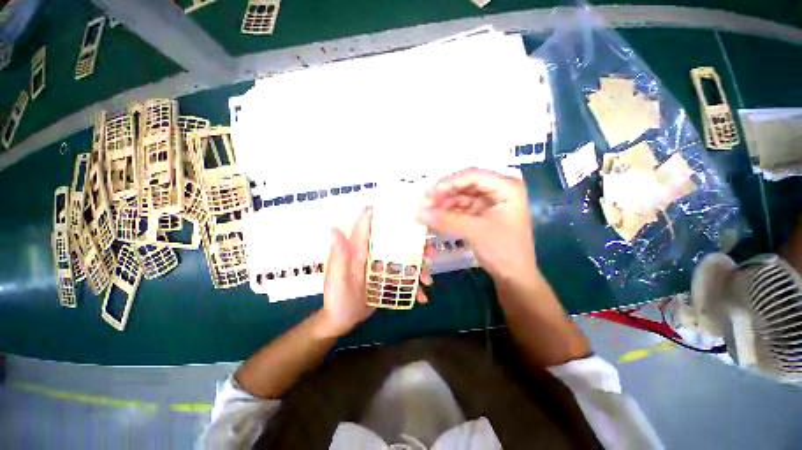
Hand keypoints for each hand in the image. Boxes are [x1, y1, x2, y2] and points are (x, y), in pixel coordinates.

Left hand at [318, 207, 433, 337]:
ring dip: (420, 266)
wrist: (341, 320)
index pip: (371, 226)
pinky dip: (414, 286)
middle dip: (416, 245)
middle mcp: (373, 254)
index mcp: (359, 250)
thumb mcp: (337, 279)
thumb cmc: (336, 298)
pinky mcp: (388, 280)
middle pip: (397, 242)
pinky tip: (421, 297)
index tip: (407, 212)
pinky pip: (404, 278)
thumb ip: (339, 256)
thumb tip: (334, 229)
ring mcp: (382, 267)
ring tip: (427, 280)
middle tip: (431, 252)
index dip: (385, 215)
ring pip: (405, 260)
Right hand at [418, 168, 536, 280]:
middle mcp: (498, 191)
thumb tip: (419, 212)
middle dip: (444, 194)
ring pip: (462, 197)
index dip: (449, 182)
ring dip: (444, 204)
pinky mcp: (482, 215)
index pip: (473, 176)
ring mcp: (490, 203)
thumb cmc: (502, 250)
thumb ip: (446, 220)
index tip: (430, 193)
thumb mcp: (475, 231)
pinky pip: (462, 209)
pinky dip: (449, 213)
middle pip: (466, 185)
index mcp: (506, 187)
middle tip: (424, 203)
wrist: (514, 276)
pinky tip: (435, 217)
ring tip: (427, 212)